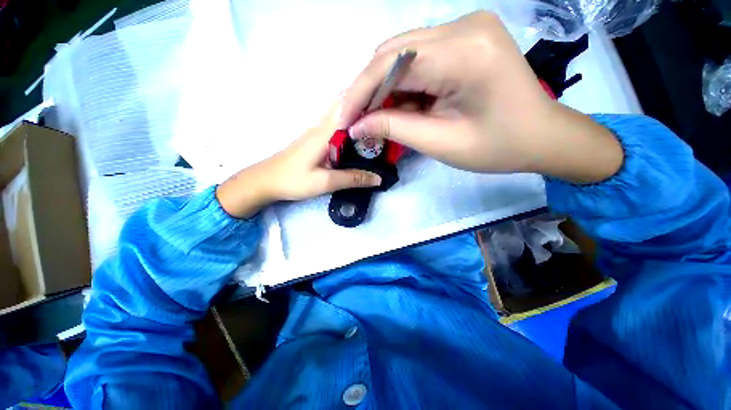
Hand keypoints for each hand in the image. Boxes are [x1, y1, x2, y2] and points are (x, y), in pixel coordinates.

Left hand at [216, 102, 381, 217]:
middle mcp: (322, 127)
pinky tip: (361, 137)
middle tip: (388, 114)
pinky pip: (338, 127)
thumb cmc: (293, 180)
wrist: (266, 181)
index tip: (389, 104)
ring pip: (342, 116)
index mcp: (325, 133)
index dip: (368, 102)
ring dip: (359, 115)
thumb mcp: (325, 182)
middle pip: (346, 107)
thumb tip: (378, 177)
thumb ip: (352, 178)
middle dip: (367, 106)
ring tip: (380, 123)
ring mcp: (318, 132)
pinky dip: (351, 126)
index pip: (349, 108)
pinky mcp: (316, 139)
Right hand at [340, 12, 622, 183]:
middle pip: (393, 52)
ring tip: (377, 117)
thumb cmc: (499, 147)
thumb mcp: (441, 143)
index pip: (391, 64)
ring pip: (402, 53)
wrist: (542, 136)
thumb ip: (395, 128)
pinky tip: (401, 105)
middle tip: (358, 121)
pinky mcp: (465, 38)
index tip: (344, 121)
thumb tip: (358, 126)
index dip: (359, 93)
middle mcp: (464, 26)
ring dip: (384, 87)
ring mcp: (466, 28)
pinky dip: (402, 83)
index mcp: (465, 52)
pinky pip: (419, 57)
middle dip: (369, 90)